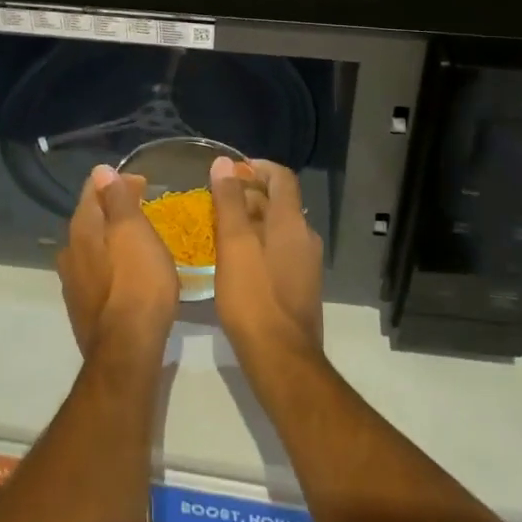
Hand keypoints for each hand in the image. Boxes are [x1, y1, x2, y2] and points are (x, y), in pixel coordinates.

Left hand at [57, 164, 178, 358]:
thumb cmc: (138, 284)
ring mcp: (73, 281)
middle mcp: (70, 250)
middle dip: (115, 208)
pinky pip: (96, 269)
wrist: (126, 351)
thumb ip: (118, 201)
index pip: (93, 189)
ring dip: (112, 236)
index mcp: (82, 229)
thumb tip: (101, 171)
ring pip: (91, 245)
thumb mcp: (135, 233)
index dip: (117, 181)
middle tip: (144, 207)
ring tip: (139, 238)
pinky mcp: (83, 306)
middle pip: (91, 217)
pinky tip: (128, 270)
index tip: (144, 183)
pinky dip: (111, 260)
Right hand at [210, 156, 323, 374]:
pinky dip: (258, 244)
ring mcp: (305, 263)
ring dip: (250, 221)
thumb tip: (225, 162)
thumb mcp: (234, 245)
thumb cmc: (254, 297)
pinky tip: (234, 260)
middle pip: (279, 202)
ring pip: (277, 228)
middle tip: (215, 202)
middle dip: (248, 195)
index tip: (231, 171)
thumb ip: (230, 202)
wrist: (282, 359)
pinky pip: (278, 250)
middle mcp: (305, 236)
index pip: (282, 177)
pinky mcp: (300, 285)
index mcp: (292, 222)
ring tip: (218, 229)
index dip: (257, 167)